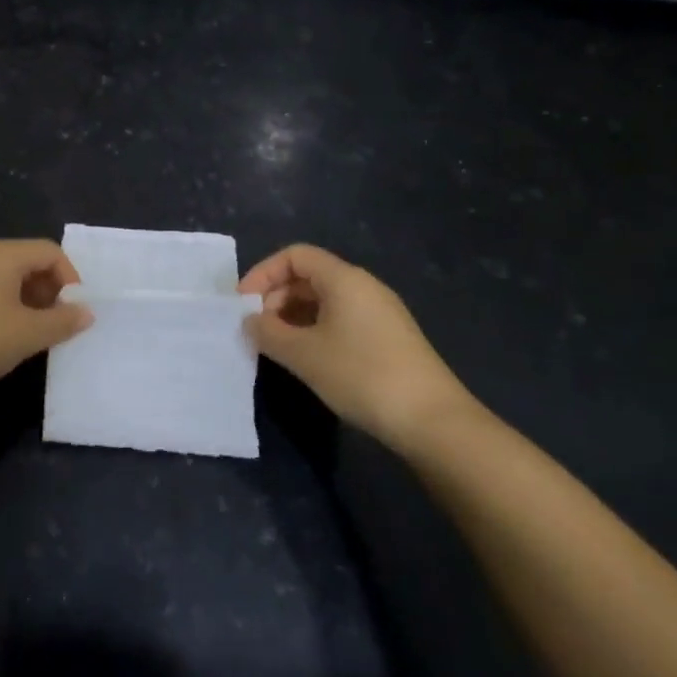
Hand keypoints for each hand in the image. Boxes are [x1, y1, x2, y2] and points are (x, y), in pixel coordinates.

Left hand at [0, 239, 91, 400]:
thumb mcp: (26, 335)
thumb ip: (62, 322)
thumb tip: (87, 312)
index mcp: (2, 254)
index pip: (50, 251)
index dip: (70, 278)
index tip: (75, 312)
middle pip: (28, 261)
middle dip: (50, 291)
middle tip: (57, 325)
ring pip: (7, 279)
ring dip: (28, 302)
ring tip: (33, 336)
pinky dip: (5, 308)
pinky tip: (2, 339)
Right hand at [240, 244, 475, 451]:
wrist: (433, 421)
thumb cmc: (362, 375)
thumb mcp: (304, 354)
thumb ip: (268, 332)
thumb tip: (250, 321)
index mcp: (344, 279)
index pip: (295, 255)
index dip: (264, 273)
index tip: (243, 304)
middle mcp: (364, 287)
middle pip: (309, 276)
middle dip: (276, 297)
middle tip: (258, 329)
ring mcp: (380, 313)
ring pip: (324, 300)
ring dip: (294, 317)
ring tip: (277, 347)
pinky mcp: (388, 338)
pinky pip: (341, 319)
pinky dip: (315, 330)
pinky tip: (307, 359)